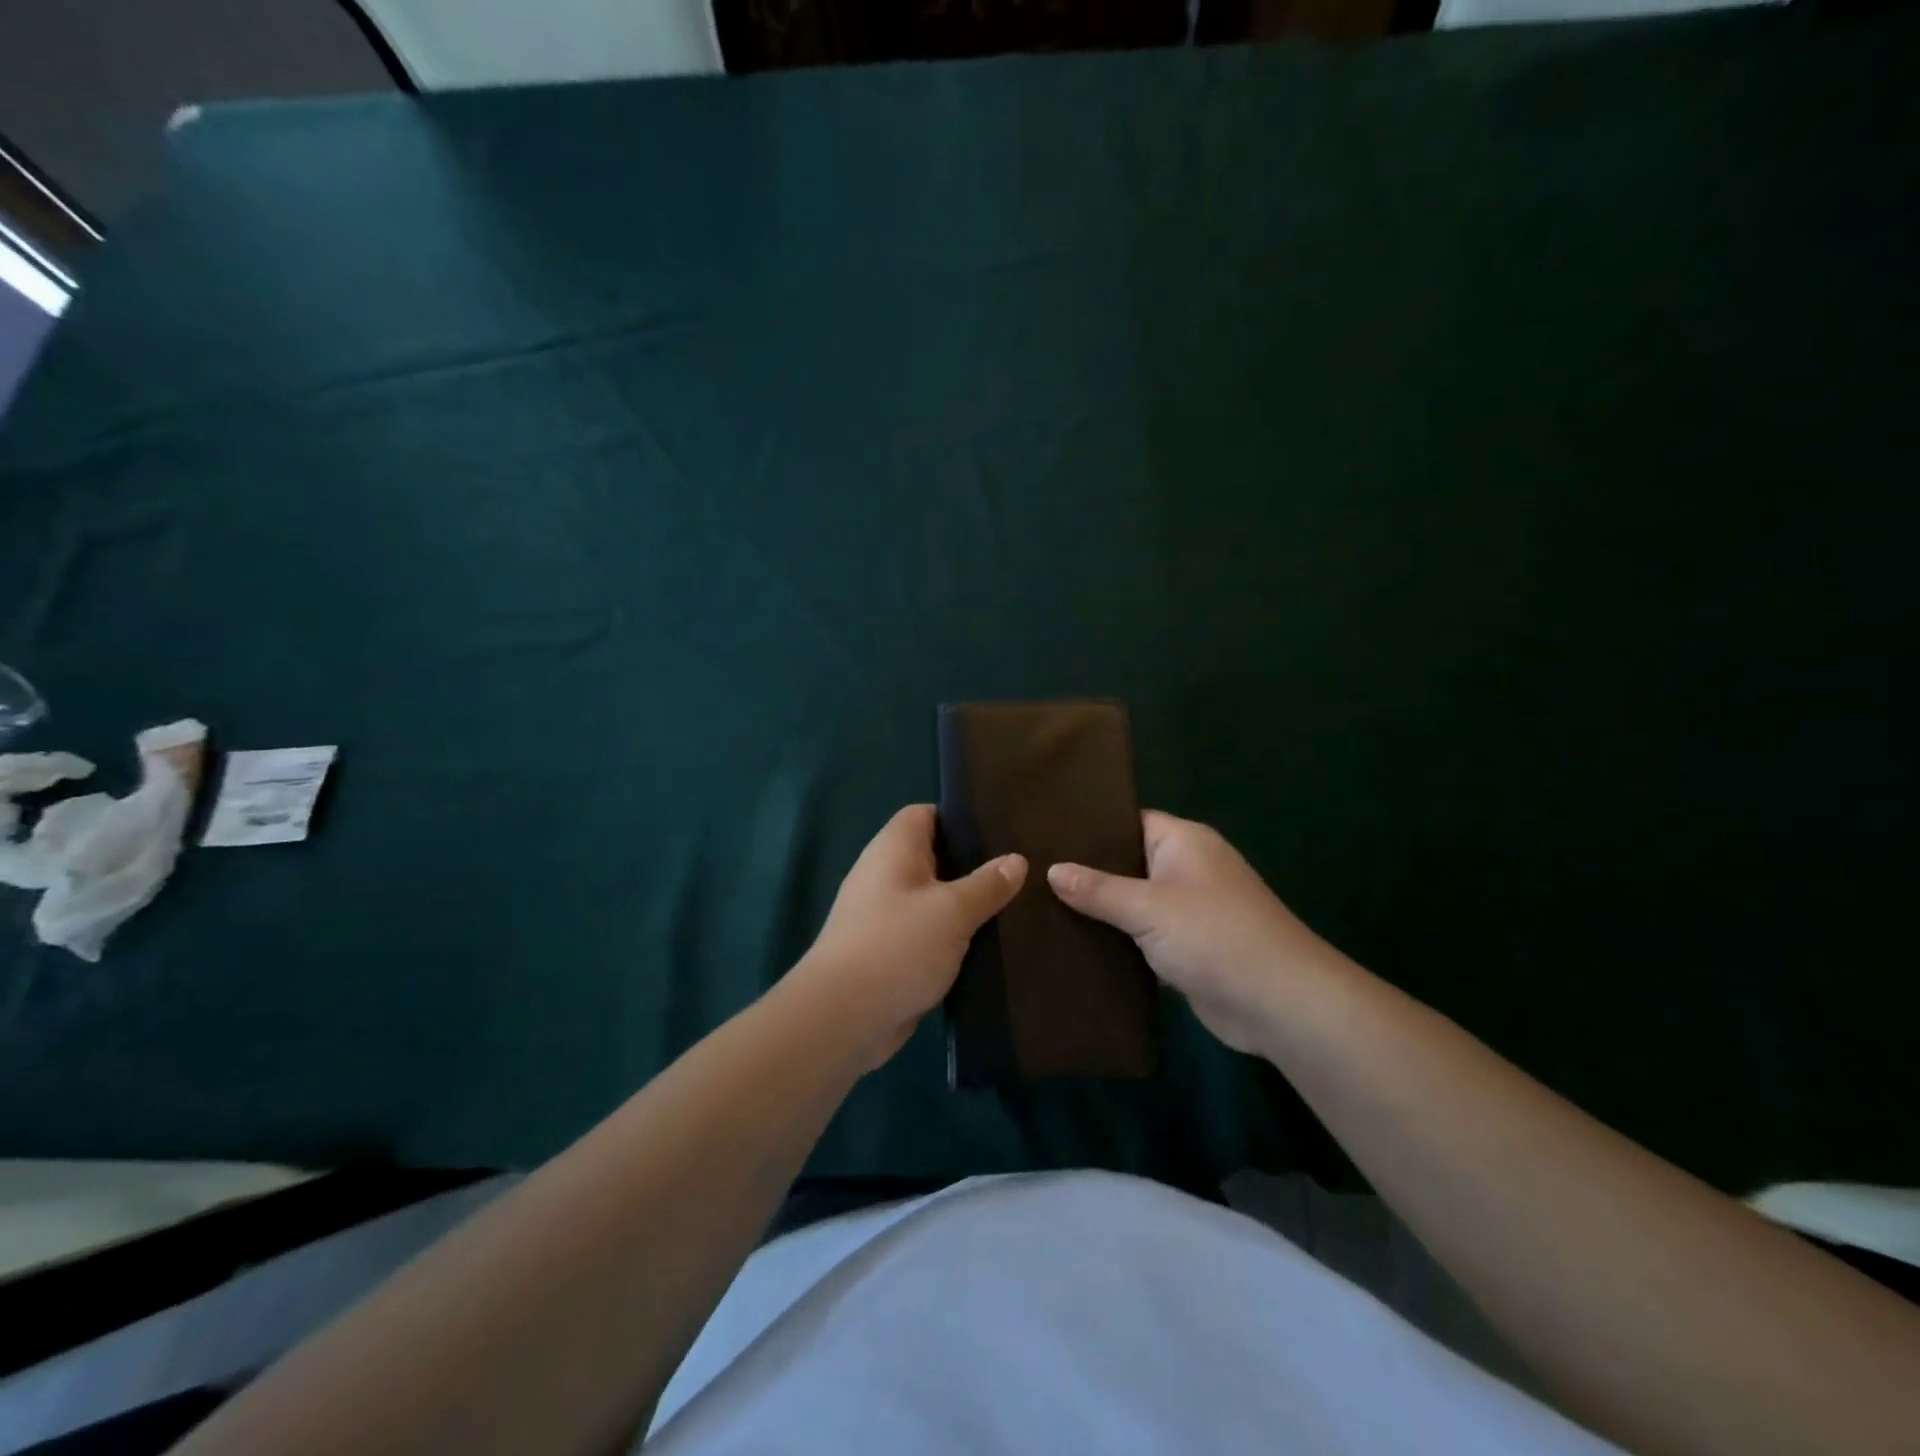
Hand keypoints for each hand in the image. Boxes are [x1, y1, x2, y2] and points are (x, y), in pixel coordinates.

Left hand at [793, 804, 1025, 1070]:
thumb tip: (1016, 859)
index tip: (1000, 831)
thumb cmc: (897, 947)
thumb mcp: (952, 911)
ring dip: (964, 905)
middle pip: (933, 856)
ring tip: (1012, 906)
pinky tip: (987, 945)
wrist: (842, 1018)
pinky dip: (952, 936)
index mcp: (894, 849)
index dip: (959, 817)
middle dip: (972, 864)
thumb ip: (987, 884)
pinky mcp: (889, 951)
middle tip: (1018, 871)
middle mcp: (885, 874)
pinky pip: (927, 932)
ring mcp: (884, 915)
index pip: (925, 814)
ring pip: (933, 898)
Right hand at [1047, 810, 1346, 1054]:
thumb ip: (1098, 889)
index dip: (1089, 828)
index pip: (1127, 822)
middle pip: (1127, 862)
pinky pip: (1144, 935)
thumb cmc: (1214, 936)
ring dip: (1101, 911)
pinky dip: (1118, 940)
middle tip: (1033, 874)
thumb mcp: (1148, 907)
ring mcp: (1189, 909)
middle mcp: (1187, 868)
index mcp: (1183, 842)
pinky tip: (1076, 945)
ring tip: (1041, 907)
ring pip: (1134, 902)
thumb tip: (1052, 870)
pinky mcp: (1188, 947)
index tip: (1044, 836)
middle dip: (1087, 872)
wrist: (1279, 1003)